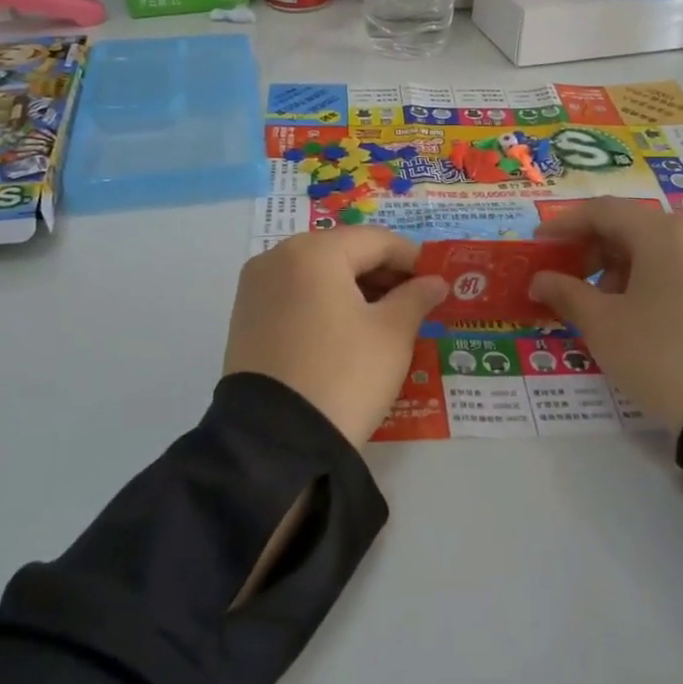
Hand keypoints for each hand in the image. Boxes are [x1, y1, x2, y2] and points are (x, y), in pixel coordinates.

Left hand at [223, 228, 447, 448]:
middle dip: (382, 273)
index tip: (437, 282)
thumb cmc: (343, 376)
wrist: (276, 442)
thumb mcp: (392, 335)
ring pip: (317, 273)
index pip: (376, 241)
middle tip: (415, 303)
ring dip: (354, 288)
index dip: (413, 258)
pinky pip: (295, 295)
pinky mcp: (245, 317)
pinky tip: (346, 331)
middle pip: (343, 252)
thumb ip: (416, 298)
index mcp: (314, 252)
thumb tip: (435, 281)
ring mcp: (255, 287)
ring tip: (385, 319)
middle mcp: (277, 257)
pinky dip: (324, 303)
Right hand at [529, 200, 682, 433]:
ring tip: (597, 305)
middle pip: (630, 228)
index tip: (537, 245)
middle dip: (590, 250)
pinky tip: (633, 316)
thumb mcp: (603, 324)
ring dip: (616, 269)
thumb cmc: (660, 353)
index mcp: (661, 233)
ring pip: (654, 252)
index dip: (563, 225)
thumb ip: (566, 293)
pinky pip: (676, 272)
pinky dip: (645, 282)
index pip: (602, 211)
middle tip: (563, 277)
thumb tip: (540, 280)